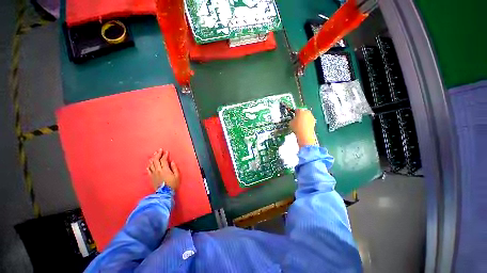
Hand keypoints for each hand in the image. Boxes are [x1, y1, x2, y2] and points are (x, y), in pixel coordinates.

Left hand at [147, 148, 179, 190]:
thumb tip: (172, 162)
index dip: (165, 155)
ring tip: (155, 154)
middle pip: (156, 160)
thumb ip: (174, 168)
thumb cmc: (172, 184)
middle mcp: (157, 170)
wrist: (164, 193)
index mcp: (164, 169)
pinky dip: (149, 165)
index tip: (166, 151)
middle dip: (158, 154)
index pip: (163, 160)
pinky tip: (150, 163)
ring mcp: (153, 174)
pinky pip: (149, 169)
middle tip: (160, 150)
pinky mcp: (151, 177)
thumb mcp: (177, 176)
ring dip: (153, 158)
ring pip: (151, 164)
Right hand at [290, 109, 316, 147]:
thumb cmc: (297, 128)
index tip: (292, 115)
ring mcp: (311, 117)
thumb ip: (292, 119)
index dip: (293, 112)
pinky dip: (307, 122)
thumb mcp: (290, 123)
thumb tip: (293, 120)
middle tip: (296, 120)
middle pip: (302, 112)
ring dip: (303, 118)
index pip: (296, 109)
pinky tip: (303, 127)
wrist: (305, 135)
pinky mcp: (314, 122)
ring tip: (299, 124)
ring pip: (306, 116)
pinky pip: (309, 120)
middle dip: (299, 115)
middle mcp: (307, 112)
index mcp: (300, 111)